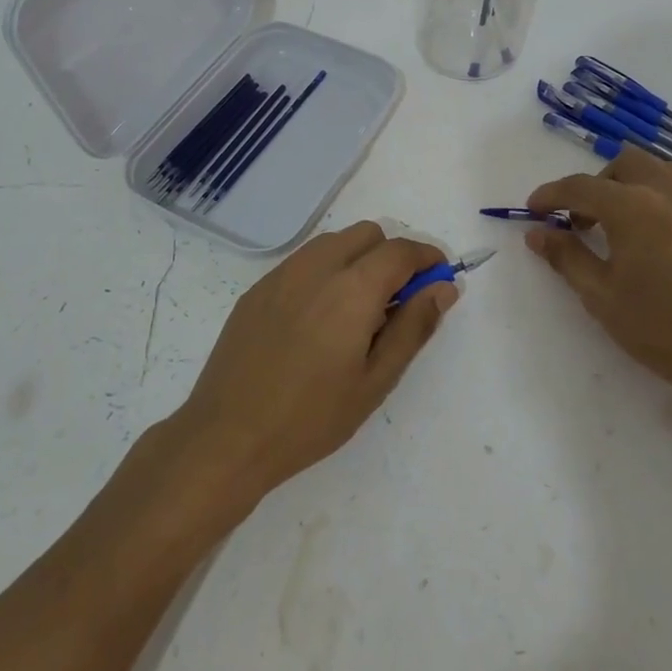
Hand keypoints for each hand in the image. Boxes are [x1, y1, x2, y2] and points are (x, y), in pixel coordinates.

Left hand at [174, 221, 458, 501]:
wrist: (227, 436)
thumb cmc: (311, 417)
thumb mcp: (375, 380)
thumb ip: (414, 326)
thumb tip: (444, 288)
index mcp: (352, 287)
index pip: (401, 250)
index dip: (427, 258)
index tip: (438, 281)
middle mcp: (318, 265)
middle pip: (369, 234)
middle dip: (392, 256)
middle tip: (398, 302)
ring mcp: (283, 272)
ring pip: (335, 242)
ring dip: (358, 260)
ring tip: (358, 313)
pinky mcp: (259, 286)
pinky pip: (304, 260)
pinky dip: (326, 271)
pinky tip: (318, 320)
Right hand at [526, 147, 671, 436]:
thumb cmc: (663, 329)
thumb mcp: (602, 296)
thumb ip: (566, 257)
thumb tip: (538, 233)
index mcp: (632, 206)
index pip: (580, 187)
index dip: (551, 195)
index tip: (533, 209)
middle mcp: (667, 191)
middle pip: (622, 164)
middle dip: (595, 185)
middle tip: (582, 221)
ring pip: (657, 169)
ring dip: (630, 184)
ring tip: (620, 223)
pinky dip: (659, 196)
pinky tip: (656, 234)